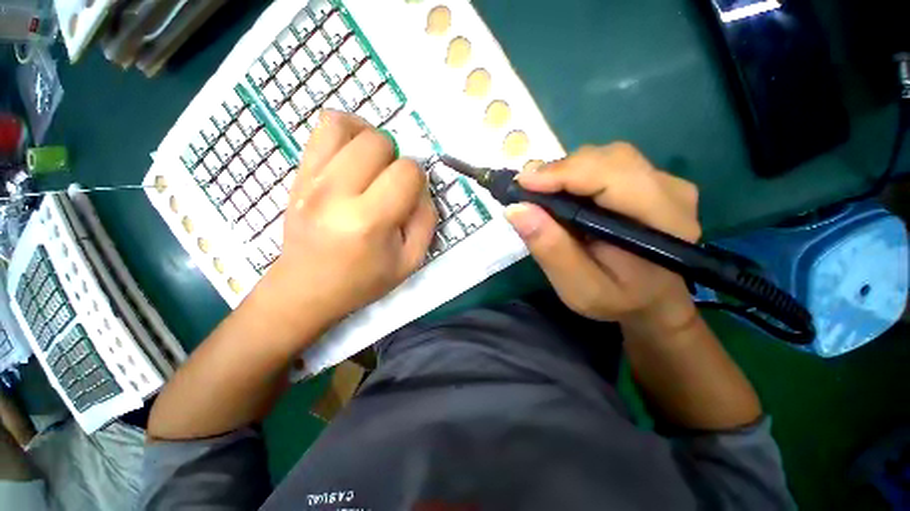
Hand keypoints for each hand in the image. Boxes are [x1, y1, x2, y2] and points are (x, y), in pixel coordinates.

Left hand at [253, 111, 436, 344]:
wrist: (308, 287)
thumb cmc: (364, 279)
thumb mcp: (410, 260)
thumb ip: (426, 219)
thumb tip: (420, 186)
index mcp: (369, 221)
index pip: (407, 172)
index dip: (418, 179)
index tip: (410, 195)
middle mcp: (336, 193)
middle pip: (378, 142)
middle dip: (396, 158)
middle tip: (391, 182)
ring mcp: (311, 179)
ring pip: (346, 125)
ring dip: (370, 138)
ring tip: (374, 162)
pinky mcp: (298, 174)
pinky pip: (322, 128)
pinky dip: (345, 131)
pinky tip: (353, 153)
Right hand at [505, 143, 700, 331]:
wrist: (653, 301)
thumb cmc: (617, 301)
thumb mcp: (578, 288)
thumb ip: (551, 250)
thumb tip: (516, 209)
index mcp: (661, 222)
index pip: (611, 176)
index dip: (562, 173)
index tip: (522, 184)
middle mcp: (670, 191)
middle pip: (608, 159)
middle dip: (560, 171)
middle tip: (527, 190)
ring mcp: (665, 182)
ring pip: (606, 157)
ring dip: (567, 172)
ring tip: (542, 193)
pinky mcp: (653, 181)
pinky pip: (609, 164)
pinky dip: (577, 174)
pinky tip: (563, 193)